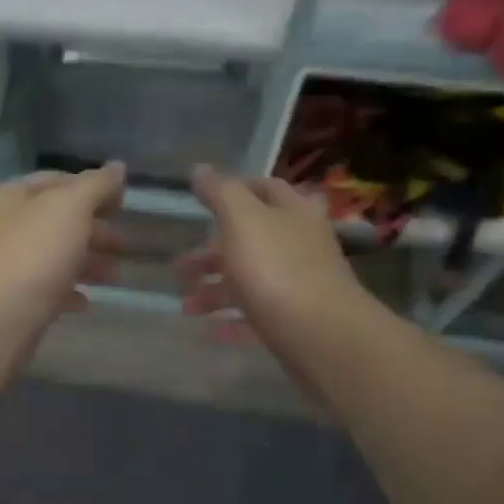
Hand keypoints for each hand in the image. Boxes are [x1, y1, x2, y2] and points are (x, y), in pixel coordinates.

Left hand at [0, 163, 127, 366]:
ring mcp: (6, 264)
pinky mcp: (11, 299)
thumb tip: (117, 167)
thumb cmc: (34, 256)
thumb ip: (96, 186)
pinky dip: (68, 291)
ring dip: (87, 262)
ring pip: (54, 255)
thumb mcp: (71, 209)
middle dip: (94, 230)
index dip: (92, 188)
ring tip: (114, 276)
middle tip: (123, 245)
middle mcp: (4, 226)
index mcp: (12, 197)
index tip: (122, 204)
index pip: (57, 180)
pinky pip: (45, 289)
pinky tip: (85, 302)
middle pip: (57, 220)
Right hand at [176, 166, 381, 353]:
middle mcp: (300, 242)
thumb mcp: (242, 220)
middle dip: (212, 253)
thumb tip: (200, 169)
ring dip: (215, 290)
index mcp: (292, 211)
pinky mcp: (296, 317)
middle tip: (182, 266)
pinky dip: (233, 319)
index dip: (234, 190)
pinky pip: (258, 313)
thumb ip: (220, 193)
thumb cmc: (276, 268)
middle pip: (251, 239)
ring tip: (188, 306)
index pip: (265, 188)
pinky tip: (213, 331)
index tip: (202, 202)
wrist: (320, 334)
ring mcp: (300, 281)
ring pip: (250, 278)